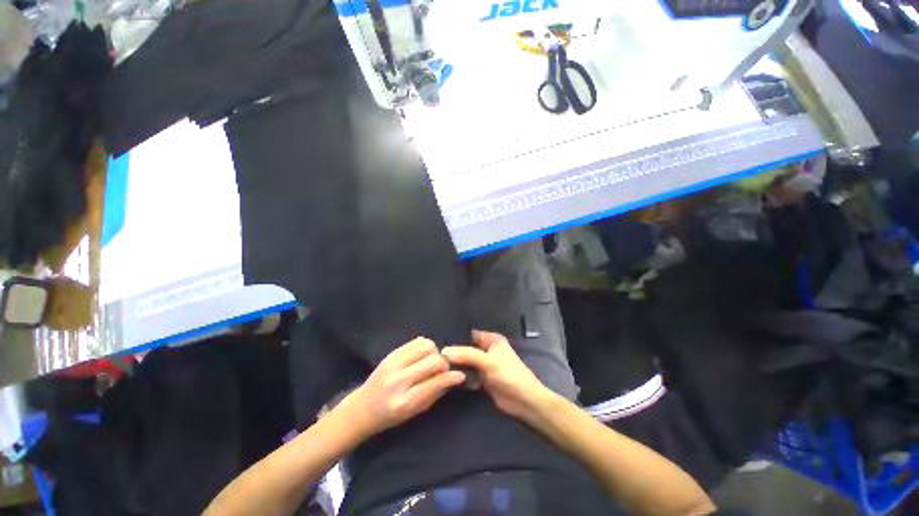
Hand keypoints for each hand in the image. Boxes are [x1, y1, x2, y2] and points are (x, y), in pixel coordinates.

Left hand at [339, 337, 465, 437]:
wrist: (362, 408)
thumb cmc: (390, 416)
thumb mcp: (413, 413)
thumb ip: (435, 394)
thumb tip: (454, 378)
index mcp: (405, 401)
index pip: (435, 383)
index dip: (452, 377)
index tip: (461, 375)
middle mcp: (399, 380)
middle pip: (433, 361)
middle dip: (444, 364)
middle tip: (442, 370)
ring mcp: (393, 363)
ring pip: (426, 346)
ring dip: (434, 353)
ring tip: (430, 362)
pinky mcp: (391, 353)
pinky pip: (416, 341)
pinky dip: (425, 346)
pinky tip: (422, 356)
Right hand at [442, 331, 553, 421]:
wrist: (524, 401)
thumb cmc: (509, 374)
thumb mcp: (487, 361)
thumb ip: (466, 355)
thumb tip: (443, 351)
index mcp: (491, 339)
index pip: (469, 334)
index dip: (455, 336)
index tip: (437, 340)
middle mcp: (487, 349)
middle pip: (466, 348)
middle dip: (453, 351)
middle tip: (433, 354)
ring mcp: (484, 364)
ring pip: (466, 361)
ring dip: (456, 364)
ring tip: (436, 365)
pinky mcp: (482, 379)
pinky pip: (468, 374)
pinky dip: (461, 375)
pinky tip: (446, 376)